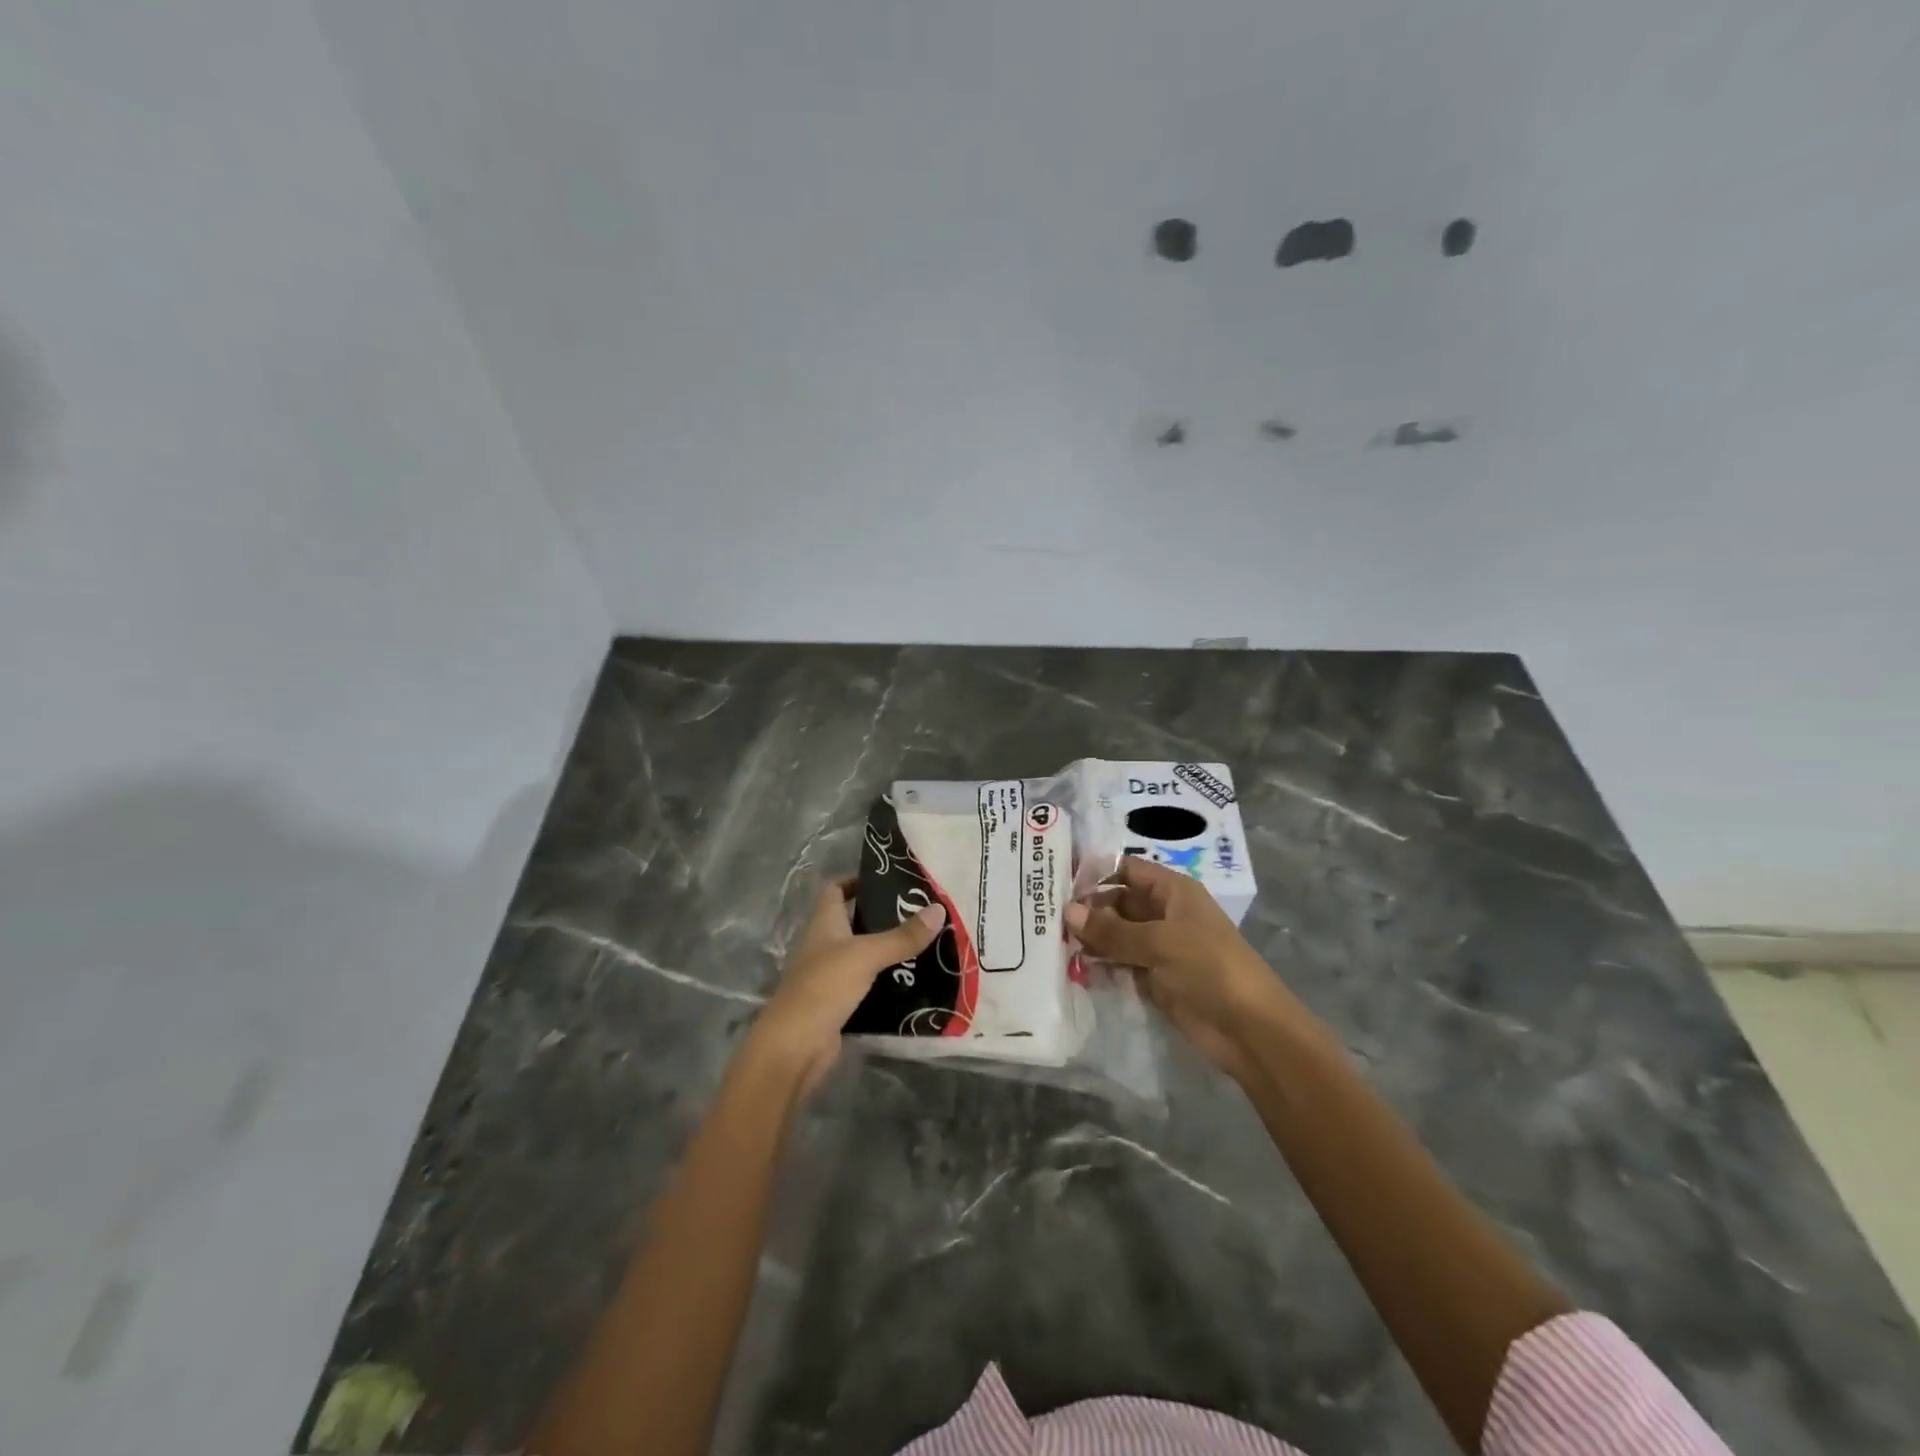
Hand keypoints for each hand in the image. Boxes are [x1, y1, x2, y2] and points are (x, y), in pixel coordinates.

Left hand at [747, 878, 945, 1095]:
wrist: (795, 1047)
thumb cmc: (824, 987)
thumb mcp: (867, 955)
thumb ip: (902, 936)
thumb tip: (939, 909)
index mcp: (824, 924)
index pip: (835, 890)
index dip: (856, 881)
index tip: (888, 880)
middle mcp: (825, 946)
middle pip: (854, 922)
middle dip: (884, 917)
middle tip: (921, 913)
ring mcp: (830, 977)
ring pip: (863, 956)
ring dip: (888, 951)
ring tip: (926, 945)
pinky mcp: (839, 1005)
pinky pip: (868, 986)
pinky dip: (887, 983)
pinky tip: (914, 982)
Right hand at [1067, 857, 1300, 1082]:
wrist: (1249, 1029)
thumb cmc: (1209, 967)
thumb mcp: (1159, 942)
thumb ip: (1112, 929)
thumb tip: (1068, 912)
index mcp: (1172, 892)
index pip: (1126, 869)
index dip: (1095, 873)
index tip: (1056, 881)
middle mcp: (1163, 914)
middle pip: (1116, 902)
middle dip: (1086, 910)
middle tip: (1046, 919)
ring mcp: (1158, 947)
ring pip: (1115, 935)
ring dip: (1090, 940)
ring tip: (1052, 944)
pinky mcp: (1153, 979)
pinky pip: (1119, 964)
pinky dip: (1099, 965)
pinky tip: (1072, 969)